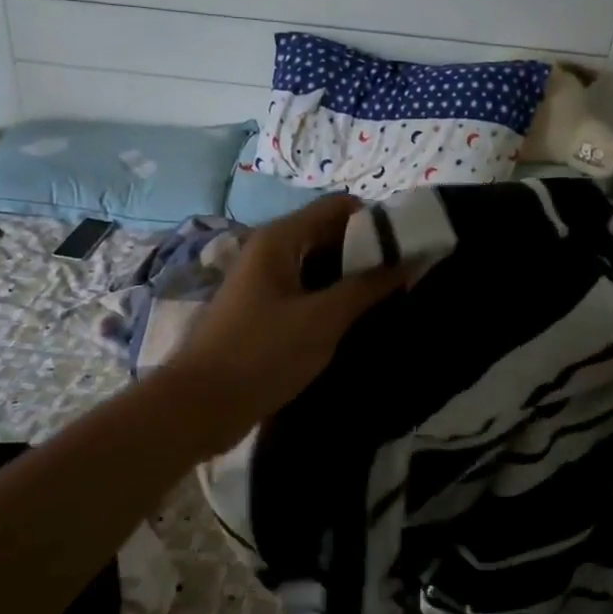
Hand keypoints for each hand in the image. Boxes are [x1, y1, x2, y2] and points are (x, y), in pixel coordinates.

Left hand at [161, 196, 402, 452]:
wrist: (201, 405)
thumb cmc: (263, 354)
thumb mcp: (323, 319)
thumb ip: (368, 287)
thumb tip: (411, 260)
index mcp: (280, 239)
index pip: (340, 207)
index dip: (377, 223)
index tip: (409, 252)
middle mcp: (270, 251)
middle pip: (330, 235)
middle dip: (368, 254)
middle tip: (406, 282)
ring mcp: (264, 282)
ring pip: (320, 267)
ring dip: (352, 281)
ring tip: (389, 303)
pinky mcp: (264, 311)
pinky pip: (307, 293)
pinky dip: (332, 301)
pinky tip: (356, 323)